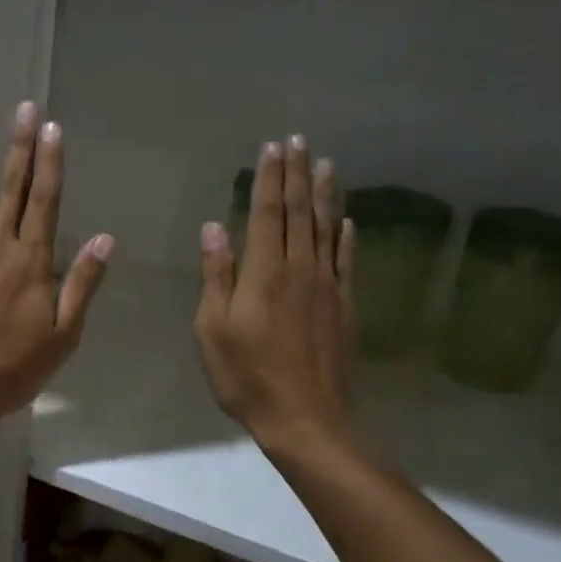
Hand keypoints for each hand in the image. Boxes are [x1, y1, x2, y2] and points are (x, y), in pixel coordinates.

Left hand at [0, 103, 113, 434]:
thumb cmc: (15, 368)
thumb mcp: (63, 335)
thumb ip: (82, 283)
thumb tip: (104, 238)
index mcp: (32, 262)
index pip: (45, 202)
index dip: (50, 163)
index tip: (53, 129)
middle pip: (11, 189)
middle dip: (19, 146)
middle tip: (24, 108)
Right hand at [194, 136, 357, 461]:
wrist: (308, 420)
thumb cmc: (248, 377)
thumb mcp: (213, 330)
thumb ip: (217, 276)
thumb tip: (215, 228)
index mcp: (265, 274)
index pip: (268, 214)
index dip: (269, 179)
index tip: (272, 147)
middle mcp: (300, 270)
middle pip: (300, 213)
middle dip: (298, 175)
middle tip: (300, 141)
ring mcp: (328, 287)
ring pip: (326, 230)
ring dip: (324, 195)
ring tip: (326, 164)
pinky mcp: (344, 307)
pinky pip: (346, 261)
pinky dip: (346, 236)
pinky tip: (347, 221)